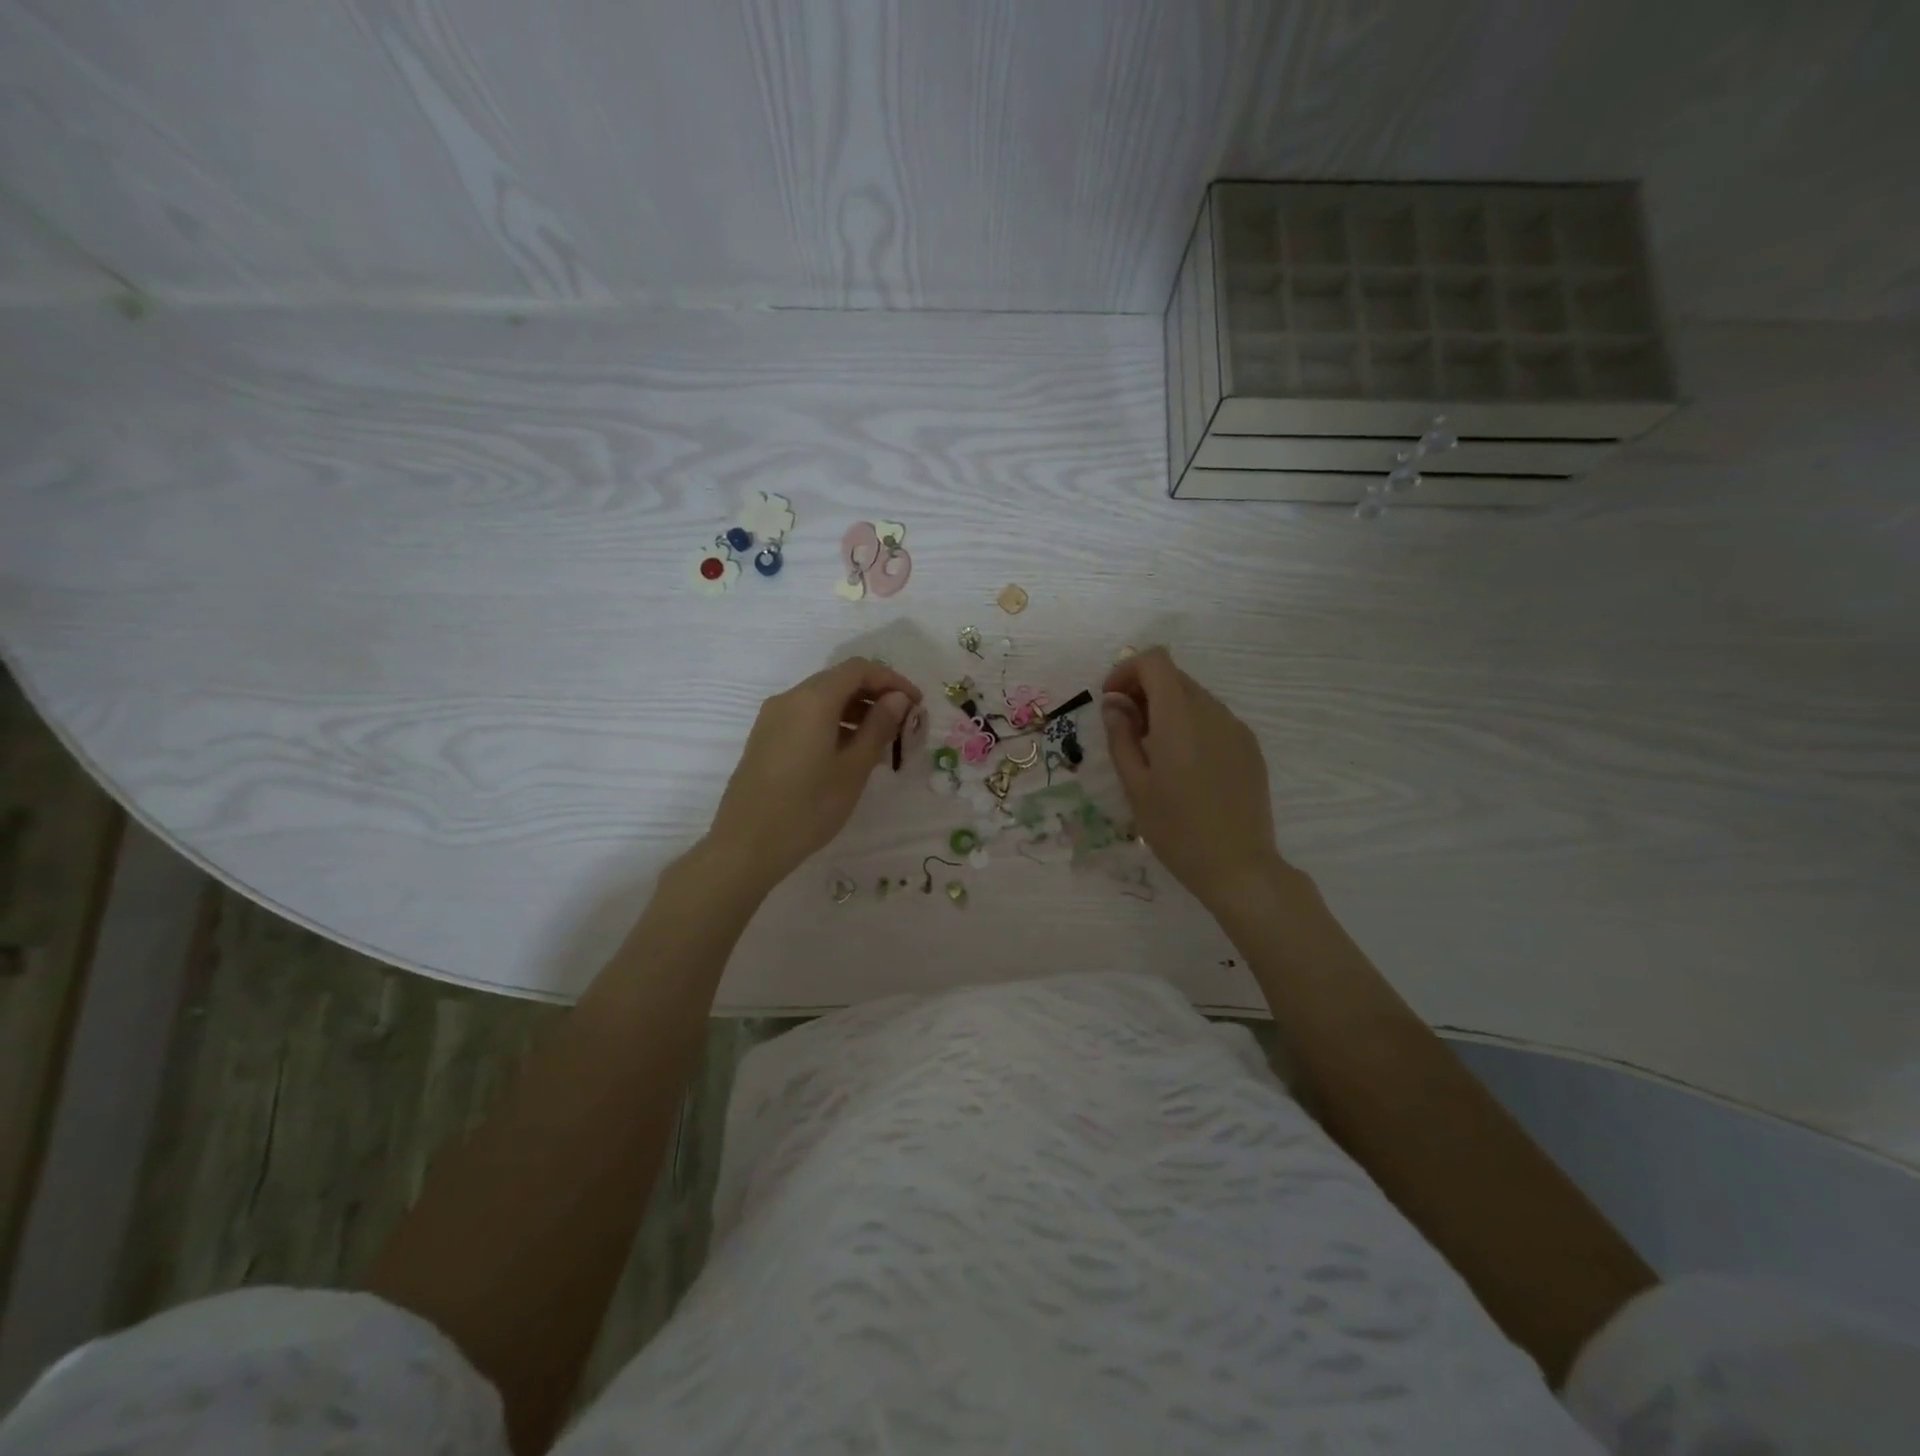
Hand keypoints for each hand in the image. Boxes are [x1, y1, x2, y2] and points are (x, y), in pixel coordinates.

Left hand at [706, 658, 922, 891]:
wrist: (746, 845)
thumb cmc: (808, 807)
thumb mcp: (854, 768)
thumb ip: (878, 726)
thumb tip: (897, 698)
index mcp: (813, 700)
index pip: (859, 669)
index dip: (892, 680)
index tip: (916, 704)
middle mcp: (789, 699)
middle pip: (839, 680)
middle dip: (874, 695)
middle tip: (902, 724)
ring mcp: (772, 718)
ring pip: (822, 700)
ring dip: (855, 711)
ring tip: (881, 744)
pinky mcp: (765, 738)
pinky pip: (806, 717)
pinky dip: (833, 724)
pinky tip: (849, 754)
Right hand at [1101, 647, 1286, 911]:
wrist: (1238, 867)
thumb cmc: (1176, 830)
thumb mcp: (1135, 785)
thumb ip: (1121, 737)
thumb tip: (1114, 704)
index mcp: (1179, 718)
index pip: (1155, 661)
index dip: (1127, 670)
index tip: (1111, 701)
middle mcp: (1212, 712)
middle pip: (1174, 676)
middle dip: (1143, 690)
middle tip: (1125, 729)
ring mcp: (1236, 728)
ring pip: (1194, 696)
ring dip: (1166, 708)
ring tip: (1153, 750)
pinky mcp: (1249, 747)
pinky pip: (1213, 718)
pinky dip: (1190, 724)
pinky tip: (1184, 765)